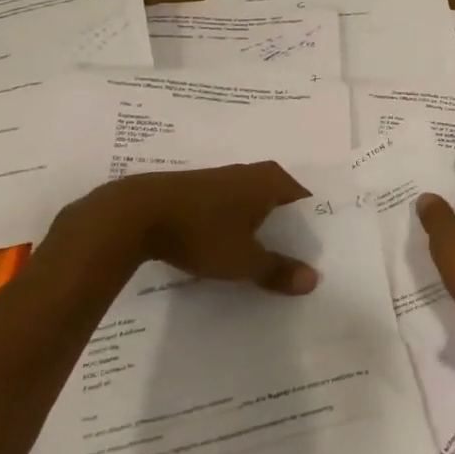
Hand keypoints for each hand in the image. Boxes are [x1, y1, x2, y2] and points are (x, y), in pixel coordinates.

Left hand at [34, 162, 317, 302]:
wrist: (134, 215)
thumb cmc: (201, 232)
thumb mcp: (244, 260)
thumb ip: (278, 270)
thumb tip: (314, 280)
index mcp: (271, 181)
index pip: (306, 201)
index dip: (314, 227)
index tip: (320, 252)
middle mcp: (251, 173)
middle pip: (280, 203)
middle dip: (288, 230)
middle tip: (298, 260)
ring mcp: (222, 180)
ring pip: (253, 206)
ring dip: (260, 229)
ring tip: (266, 259)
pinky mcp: (197, 191)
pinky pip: (229, 210)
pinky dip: (235, 227)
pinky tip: (230, 249)